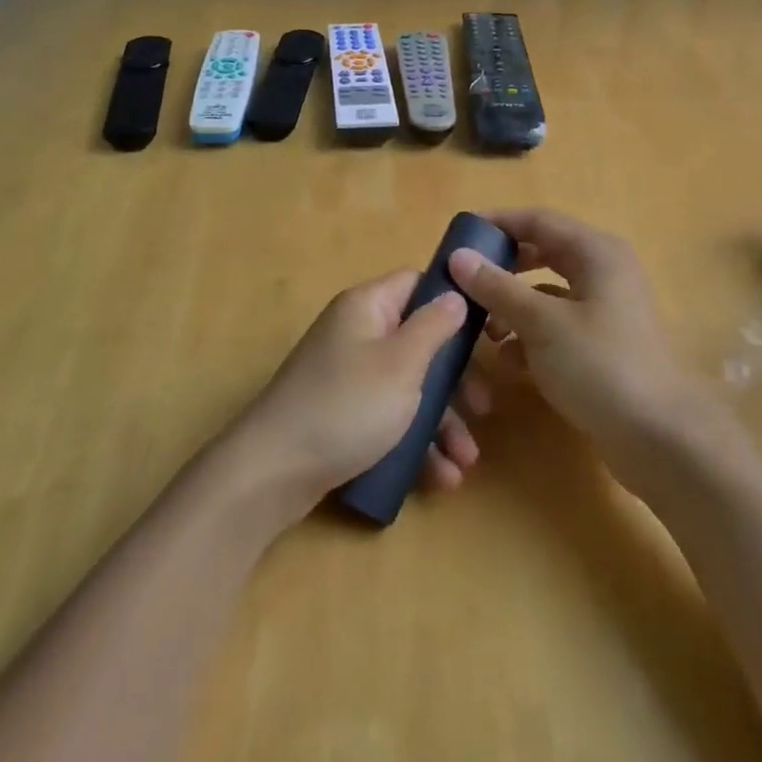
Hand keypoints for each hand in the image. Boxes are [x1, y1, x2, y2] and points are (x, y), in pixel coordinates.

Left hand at [230, 270, 475, 512]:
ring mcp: (348, 377)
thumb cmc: (347, 406)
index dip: (453, 301)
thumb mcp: (402, 363)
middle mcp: (357, 334)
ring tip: (466, 462)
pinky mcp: (343, 416)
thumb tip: (454, 294)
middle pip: (419, 342)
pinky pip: (389, 420)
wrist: (272, 471)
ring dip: (442, 423)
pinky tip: (440, 478)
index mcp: (368, 308)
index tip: (488, 331)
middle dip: (456, 380)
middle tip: (485, 409)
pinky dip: (415, 443)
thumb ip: (434, 326)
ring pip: (408, 388)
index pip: (417, 283)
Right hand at [448, 209, 717, 480]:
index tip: (458, 237)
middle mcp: (603, 272)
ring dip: (511, 307)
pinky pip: (556, 326)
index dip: (497, 223)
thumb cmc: (600, 365)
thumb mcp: (541, 323)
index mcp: (596, 252)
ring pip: (546, 294)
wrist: (659, 436)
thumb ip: (497, 287)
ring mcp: (604, 310)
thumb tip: (459, 256)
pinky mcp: (601, 344)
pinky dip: (530, 336)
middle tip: (463, 283)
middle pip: (541, 254)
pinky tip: (508, 362)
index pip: (537, 220)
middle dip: (501, 269)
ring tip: (481, 329)